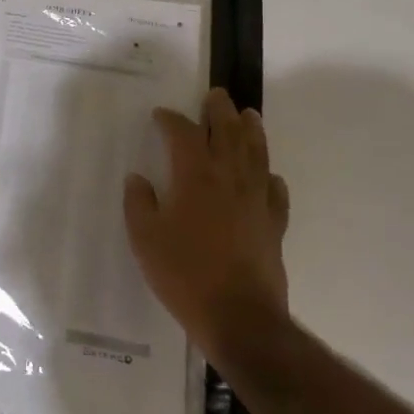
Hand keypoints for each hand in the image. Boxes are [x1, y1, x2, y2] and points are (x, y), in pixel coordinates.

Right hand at [123, 88, 290, 352]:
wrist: (240, 318)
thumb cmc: (184, 274)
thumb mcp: (145, 239)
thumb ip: (139, 203)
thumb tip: (138, 179)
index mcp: (195, 176)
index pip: (184, 134)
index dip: (171, 120)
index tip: (161, 115)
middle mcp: (229, 179)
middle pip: (228, 133)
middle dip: (219, 111)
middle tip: (215, 96)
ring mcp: (256, 201)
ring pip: (256, 155)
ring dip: (251, 131)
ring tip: (249, 115)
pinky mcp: (274, 225)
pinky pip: (275, 192)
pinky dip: (270, 178)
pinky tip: (269, 176)